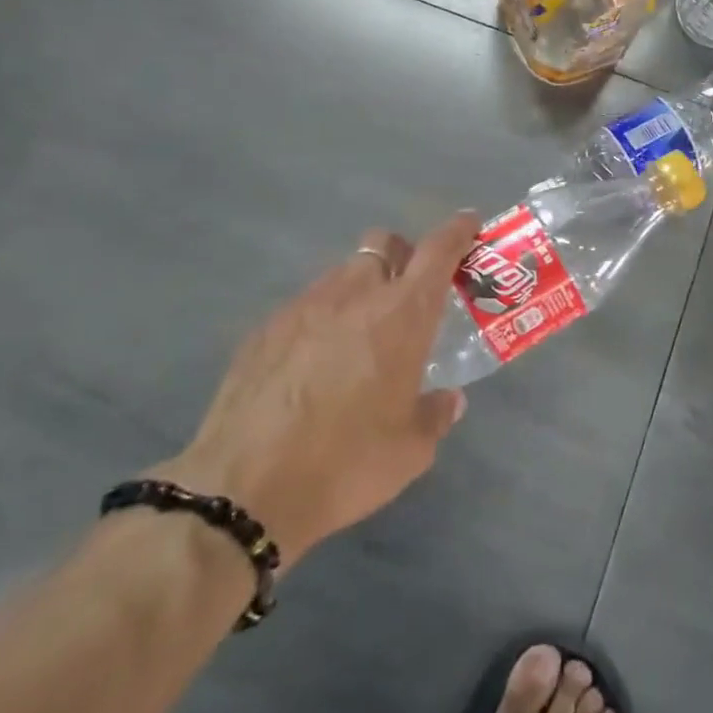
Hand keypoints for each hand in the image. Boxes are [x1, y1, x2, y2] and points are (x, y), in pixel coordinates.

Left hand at [152, 213, 479, 570]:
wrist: (244, 488)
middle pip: (383, 244)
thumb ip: (435, 414)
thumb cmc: (347, 463)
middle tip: (410, 293)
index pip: (438, 251)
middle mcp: (354, 295)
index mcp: (401, 315)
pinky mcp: (265, 329)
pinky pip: (306, 305)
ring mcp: (303, 306)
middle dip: (403, 255)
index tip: (468, 224)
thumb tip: (448, 400)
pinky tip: (314, 363)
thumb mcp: (410, 450)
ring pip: (342, 273)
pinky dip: (323, 318)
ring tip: (359, 335)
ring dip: (361, 288)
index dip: (457, 231)